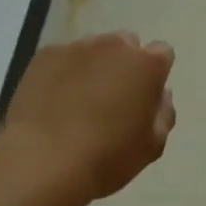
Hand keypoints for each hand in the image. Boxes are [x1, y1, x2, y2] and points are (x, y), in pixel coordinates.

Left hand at [0, 32, 176, 202]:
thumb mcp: (151, 146)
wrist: (43, 161)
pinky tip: (54, 101)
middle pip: (126, 44)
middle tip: (112, 99)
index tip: (144, 97)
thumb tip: (160, 94)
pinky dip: (63, 72)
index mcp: (147, 65)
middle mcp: (114, 46)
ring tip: (79, 101)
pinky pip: (63, 57)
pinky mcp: (45, 55)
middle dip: (124, 64)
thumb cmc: (107, 157)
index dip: (154, 74)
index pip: (162, 53)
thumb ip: (163, 113)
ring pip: (93, 49)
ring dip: (93, 66)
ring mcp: (77, 47)